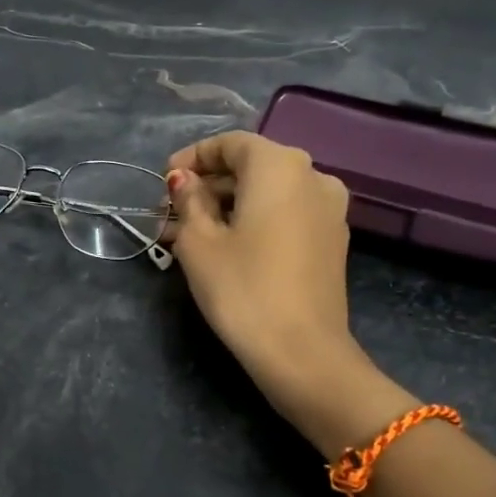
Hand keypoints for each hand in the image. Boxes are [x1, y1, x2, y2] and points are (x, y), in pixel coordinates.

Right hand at [162, 131, 360, 392]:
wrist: (303, 352)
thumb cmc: (243, 288)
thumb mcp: (199, 242)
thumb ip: (189, 200)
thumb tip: (184, 181)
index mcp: (280, 165)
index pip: (231, 144)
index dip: (192, 157)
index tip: (163, 181)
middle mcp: (313, 176)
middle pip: (251, 168)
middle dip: (208, 187)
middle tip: (169, 215)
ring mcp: (329, 209)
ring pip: (268, 194)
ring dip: (228, 207)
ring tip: (187, 236)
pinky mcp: (333, 241)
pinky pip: (286, 215)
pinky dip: (254, 221)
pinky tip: (225, 247)